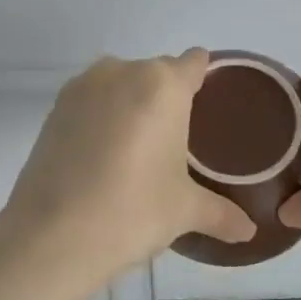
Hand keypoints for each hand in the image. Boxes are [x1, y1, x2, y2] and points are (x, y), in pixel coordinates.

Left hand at [0, 51, 254, 290]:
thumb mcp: (184, 211)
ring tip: (138, 151)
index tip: (211, 106)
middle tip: (177, 142)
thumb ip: (221, 213)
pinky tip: (104, 157)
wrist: (51, 235)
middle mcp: (122, 72)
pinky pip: (91, 102)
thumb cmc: (132, 212)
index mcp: (163, 85)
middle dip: (167, 100)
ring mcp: (82, 87)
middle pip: (156, 73)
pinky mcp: (53, 108)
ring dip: (131, 106)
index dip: (205, 79)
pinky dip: (101, 119)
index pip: (194, 63)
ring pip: (120, 85)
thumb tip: (249, 232)